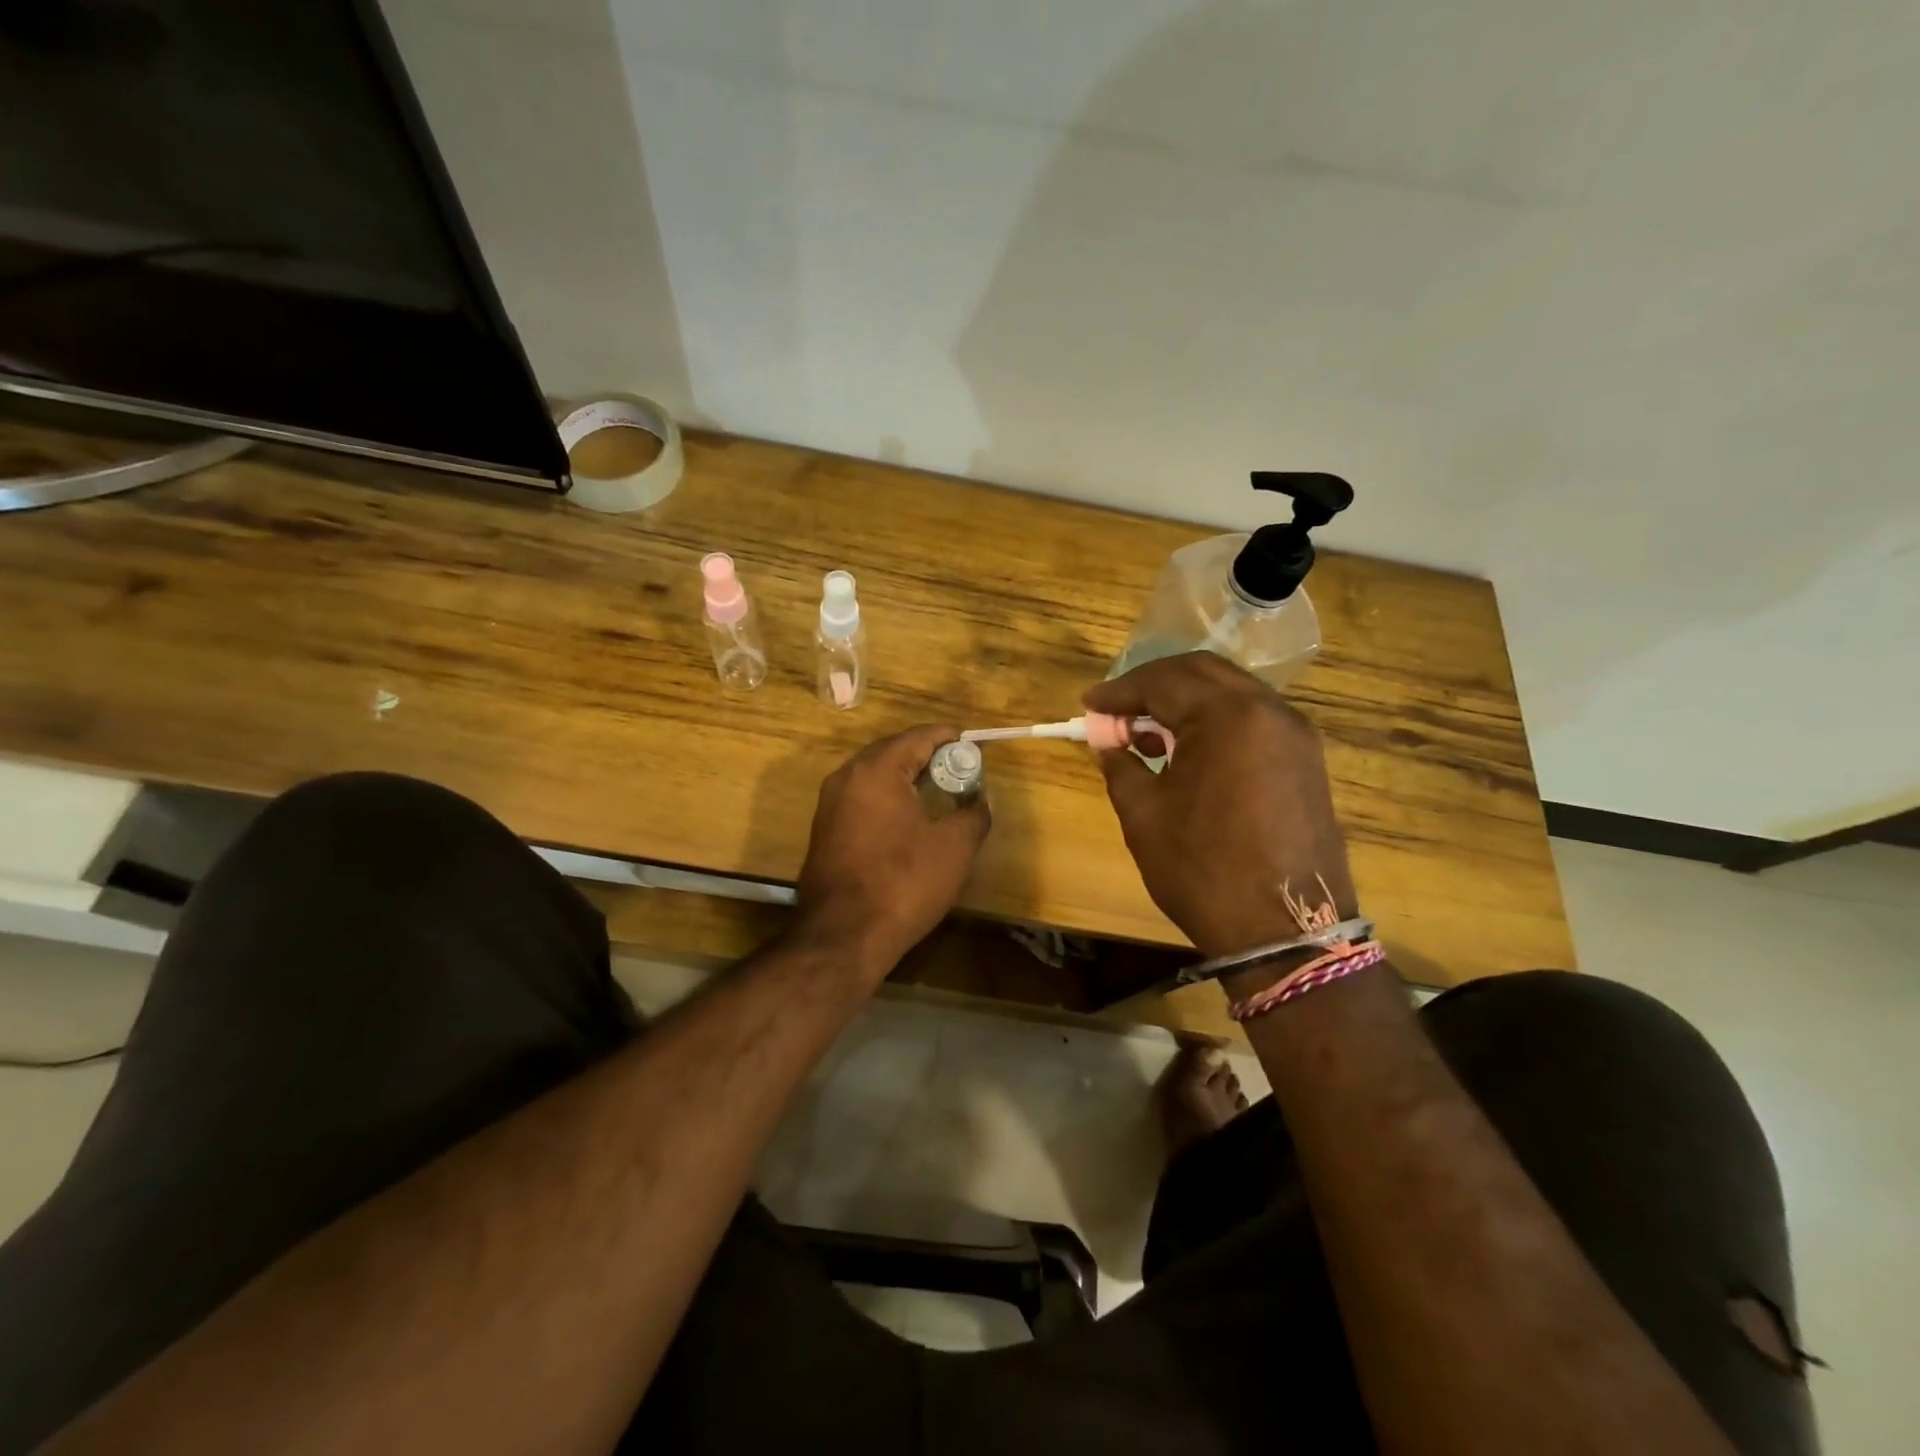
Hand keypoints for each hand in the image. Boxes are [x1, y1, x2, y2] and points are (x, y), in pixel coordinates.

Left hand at [791, 724, 991, 983]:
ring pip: (875, 775)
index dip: (950, 737)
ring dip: (907, 776)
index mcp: (876, 770)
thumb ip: (973, 814)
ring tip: (939, 790)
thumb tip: (979, 801)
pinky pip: (863, 799)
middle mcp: (846, 778)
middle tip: (960, 767)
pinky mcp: (824, 831)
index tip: (975, 743)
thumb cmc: (903, 883)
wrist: (843, 937)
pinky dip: (889, 797)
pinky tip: (909, 818)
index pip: (918, 737)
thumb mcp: (954, 847)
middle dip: (928, 754)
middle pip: (893, 751)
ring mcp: (829, 805)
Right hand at [1084, 652, 1357, 960]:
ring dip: (1185, 702)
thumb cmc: (1204, 869)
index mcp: (1229, 716)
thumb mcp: (1144, 814)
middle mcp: (1270, 711)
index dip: (1119, 691)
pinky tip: (1189, 751)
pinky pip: (1252, 720)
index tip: (1089, 704)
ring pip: (1231, 693)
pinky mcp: (1306, 760)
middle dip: (1153, 684)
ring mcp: (1296, 735)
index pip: (1163, 681)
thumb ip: (1121, 764)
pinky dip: (1215, 721)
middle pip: (1202, 673)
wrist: (1286, 931)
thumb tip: (1108, 741)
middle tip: (1117, 709)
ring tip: (1147, 732)